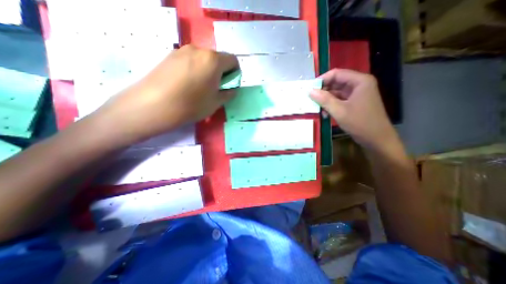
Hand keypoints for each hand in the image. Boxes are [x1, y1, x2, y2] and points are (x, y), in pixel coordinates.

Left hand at [95, 45, 239, 143]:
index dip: (235, 73)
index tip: (230, 84)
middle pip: (218, 58)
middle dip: (222, 72)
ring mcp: (182, 50)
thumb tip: (231, 89)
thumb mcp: (216, 103)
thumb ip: (228, 93)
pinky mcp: (170, 55)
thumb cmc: (191, 105)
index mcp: (213, 60)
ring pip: (204, 59)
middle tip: (216, 88)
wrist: (153, 105)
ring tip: (200, 87)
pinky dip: (195, 69)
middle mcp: (199, 50)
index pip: (233, 60)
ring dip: (208, 70)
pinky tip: (187, 84)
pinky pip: (190, 60)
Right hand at [311, 69, 396, 150]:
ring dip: (326, 100)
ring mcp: (357, 94)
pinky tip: (325, 113)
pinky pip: (339, 100)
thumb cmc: (360, 123)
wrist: (376, 139)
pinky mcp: (354, 102)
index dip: (322, 80)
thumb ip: (324, 100)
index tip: (310, 89)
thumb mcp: (339, 111)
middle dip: (323, 91)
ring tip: (317, 108)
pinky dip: (331, 105)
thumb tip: (310, 91)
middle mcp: (359, 84)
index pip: (337, 74)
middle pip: (336, 82)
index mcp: (359, 81)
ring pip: (336, 92)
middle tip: (311, 99)